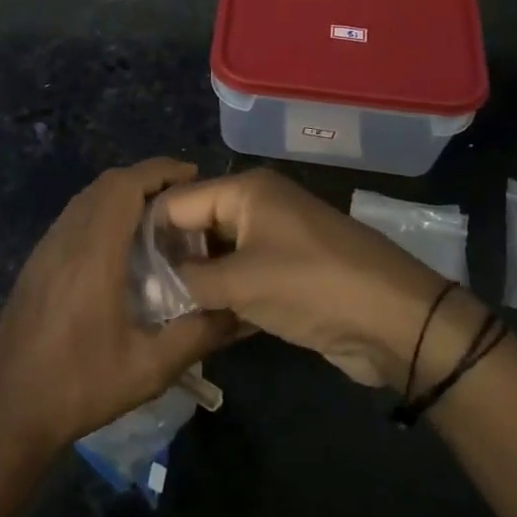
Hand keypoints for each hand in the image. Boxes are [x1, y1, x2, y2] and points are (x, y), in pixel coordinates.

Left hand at [0, 159, 238, 460]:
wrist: (8, 409)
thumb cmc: (80, 386)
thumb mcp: (149, 368)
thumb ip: (198, 334)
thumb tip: (241, 313)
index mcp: (92, 254)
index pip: (124, 187)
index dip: (159, 171)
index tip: (193, 175)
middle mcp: (65, 239)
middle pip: (105, 185)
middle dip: (145, 179)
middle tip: (182, 197)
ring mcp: (45, 250)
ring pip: (86, 199)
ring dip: (122, 194)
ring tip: (158, 216)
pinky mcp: (36, 264)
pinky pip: (73, 218)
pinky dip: (102, 211)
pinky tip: (121, 245)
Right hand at [161, 169, 485, 390]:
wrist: (394, 321)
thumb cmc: (310, 286)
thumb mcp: (240, 282)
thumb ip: (189, 280)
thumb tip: (157, 282)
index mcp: (244, 191)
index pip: (177, 203)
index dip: (148, 234)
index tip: (122, 270)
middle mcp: (256, 207)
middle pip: (197, 228)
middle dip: (172, 261)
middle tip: (138, 296)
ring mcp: (275, 240)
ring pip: (219, 257)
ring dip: (198, 285)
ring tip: (161, 314)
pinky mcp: (288, 273)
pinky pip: (243, 279)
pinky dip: (225, 299)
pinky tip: (199, 325)